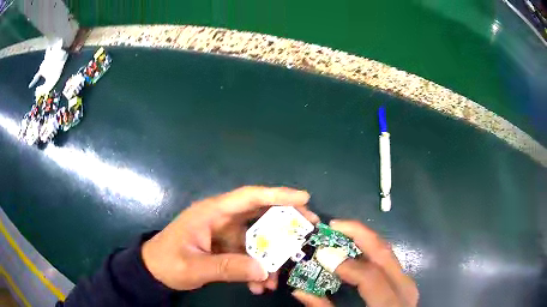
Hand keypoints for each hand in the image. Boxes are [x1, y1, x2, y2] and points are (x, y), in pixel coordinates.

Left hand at [141, 186, 318, 290]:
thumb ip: (227, 268)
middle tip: (309, 230)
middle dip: (285, 223)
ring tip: (276, 279)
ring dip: (269, 258)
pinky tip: (259, 286)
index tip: (304, 198)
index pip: (248, 197)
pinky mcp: (225, 247)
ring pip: (257, 239)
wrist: (153, 271)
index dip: (277, 195)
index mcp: (211, 212)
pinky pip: (248, 254)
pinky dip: (256, 268)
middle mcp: (222, 218)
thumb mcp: (194, 267)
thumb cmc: (168, 262)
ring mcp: (224, 233)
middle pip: (259, 214)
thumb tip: (264, 271)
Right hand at [293, 220, 418, 306]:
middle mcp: (403, 287)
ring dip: (364, 238)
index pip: (370, 276)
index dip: (345, 264)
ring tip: (341, 233)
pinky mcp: (404, 280)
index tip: (322, 254)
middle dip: (358, 233)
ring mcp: (406, 281)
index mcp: (389, 303)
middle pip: (383, 252)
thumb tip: (299, 290)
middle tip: (333, 225)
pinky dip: (370, 250)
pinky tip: (356, 249)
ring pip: (387, 251)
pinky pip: (388, 259)